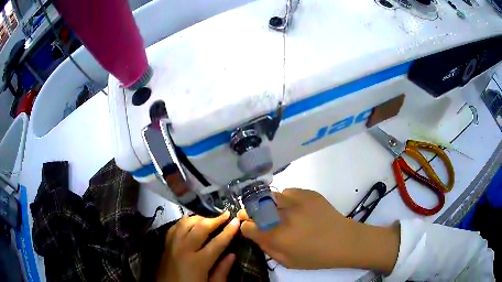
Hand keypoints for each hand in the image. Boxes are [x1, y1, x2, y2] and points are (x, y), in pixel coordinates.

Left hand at [156, 211, 239, 281]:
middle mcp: (184, 249)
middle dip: (215, 220)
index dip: (228, 231)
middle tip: (225, 214)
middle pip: (201, 228)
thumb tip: (232, 255)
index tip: (237, 221)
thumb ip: (222, 271)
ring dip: (199, 218)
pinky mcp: (165, 245)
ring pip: (186, 223)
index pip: (217, 243)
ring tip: (209, 217)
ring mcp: (172, 245)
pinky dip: (184, 221)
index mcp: (198, 262)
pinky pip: (175, 227)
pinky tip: (190, 221)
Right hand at [238, 188, 399, 272]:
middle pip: (256, 206)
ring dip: (269, 203)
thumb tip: (256, 235)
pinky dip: (286, 198)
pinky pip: (288, 191)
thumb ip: (268, 249)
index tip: (246, 225)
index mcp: (277, 236)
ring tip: (277, 210)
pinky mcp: (309, 193)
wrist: (344, 241)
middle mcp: (283, 216)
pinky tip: (294, 206)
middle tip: (253, 213)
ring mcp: (297, 201)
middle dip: (250, 210)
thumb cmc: (316, 257)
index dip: (245, 226)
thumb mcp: (287, 262)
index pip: (249, 226)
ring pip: (271, 195)